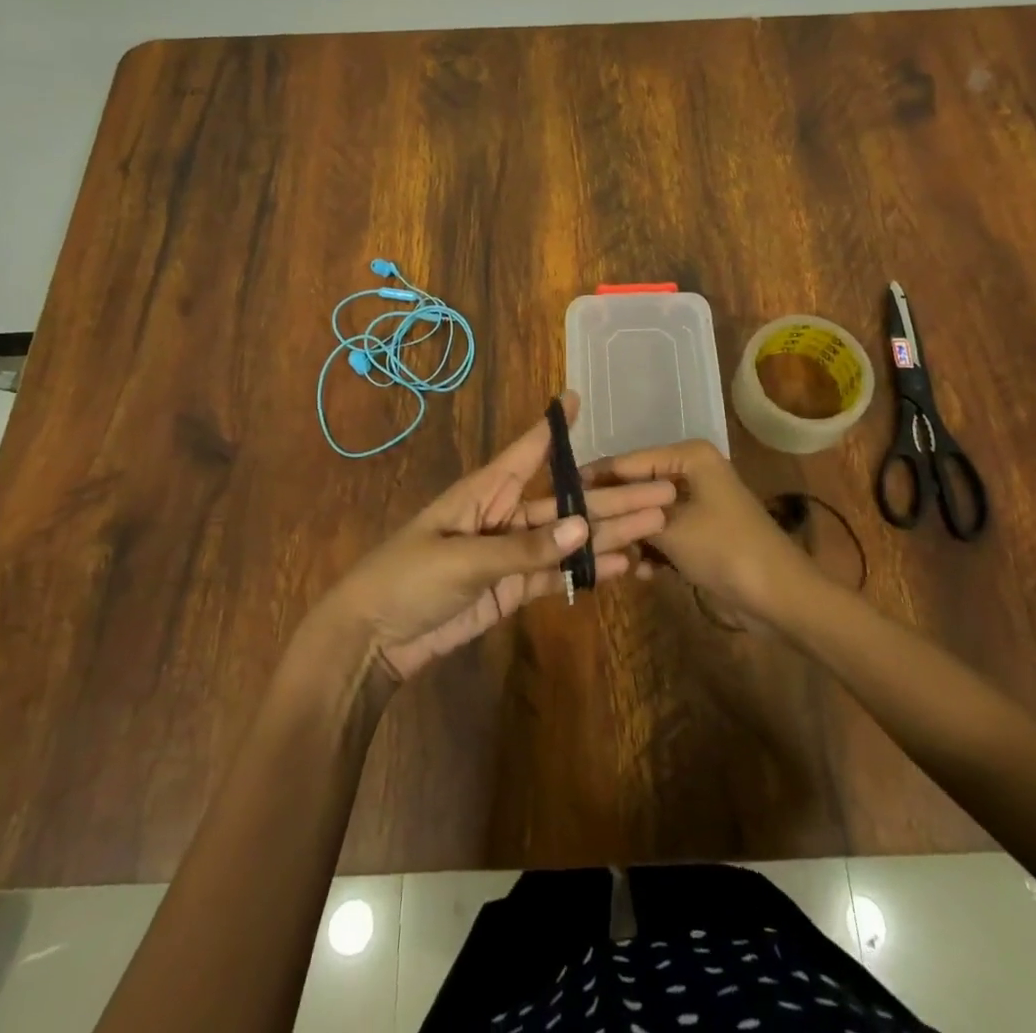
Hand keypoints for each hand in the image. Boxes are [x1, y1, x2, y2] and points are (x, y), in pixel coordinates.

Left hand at [318, 393, 675, 682]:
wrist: (371, 639)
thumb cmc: (408, 579)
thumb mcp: (464, 559)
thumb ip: (525, 548)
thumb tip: (585, 526)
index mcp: (485, 492)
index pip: (527, 451)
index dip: (553, 426)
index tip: (577, 396)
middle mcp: (503, 515)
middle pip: (566, 501)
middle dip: (612, 497)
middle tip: (663, 494)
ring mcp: (509, 554)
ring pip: (567, 538)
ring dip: (609, 534)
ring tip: (656, 528)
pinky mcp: (509, 589)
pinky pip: (554, 574)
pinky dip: (585, 571)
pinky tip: (622, 567)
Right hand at [585, 439, 821, 624]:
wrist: (780, 597)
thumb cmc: (725, 549)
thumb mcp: (670, 528)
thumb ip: (628, 511)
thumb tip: (586, 501)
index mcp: (689, 457)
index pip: (628, 461)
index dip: (595, 479)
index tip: (559, 496)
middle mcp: (692, 472)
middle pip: (637, 488)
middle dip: (614, 513)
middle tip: (579, 531)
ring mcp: (698, 504)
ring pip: (648, 515)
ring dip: (633, 537)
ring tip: (608, 557)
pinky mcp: (701, 533)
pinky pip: (665, 535)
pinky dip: (653, 552)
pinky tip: (640, 573)